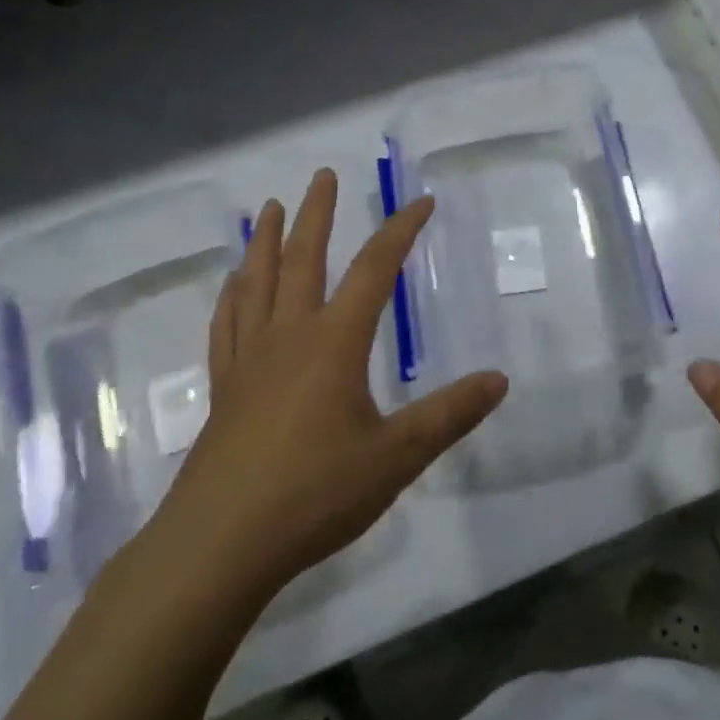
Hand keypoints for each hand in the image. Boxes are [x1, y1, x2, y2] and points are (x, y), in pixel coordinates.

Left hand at [143, 169, 508, 608]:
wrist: (220, 544)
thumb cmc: (315, 493)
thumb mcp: (396, 457)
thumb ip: (449, 415)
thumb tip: (499, 380)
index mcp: (334, 343)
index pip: (375, 270)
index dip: (400, 231)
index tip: (421, 202)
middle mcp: (289, 336)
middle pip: (303, 259)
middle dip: (316, 214)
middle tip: (321, 175)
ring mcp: (249, 360)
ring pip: (257, 284)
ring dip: (264, 242)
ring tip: (267, 209)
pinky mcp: (224, 389)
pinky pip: (226, 326)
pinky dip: (232, 297)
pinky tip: (233, 286)